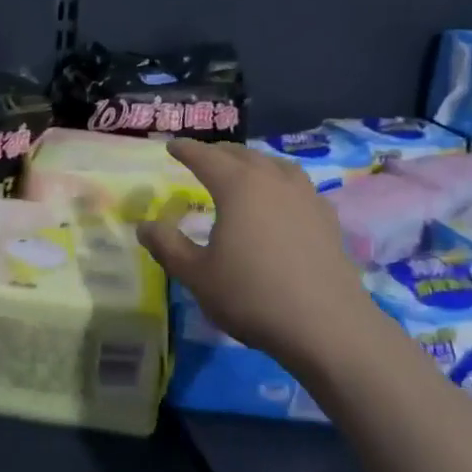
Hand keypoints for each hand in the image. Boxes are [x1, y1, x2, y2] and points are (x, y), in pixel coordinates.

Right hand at [137, 140, 371, 370]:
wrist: (327, 325)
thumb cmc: (252, 296)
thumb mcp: (197, 275)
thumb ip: (167, 246)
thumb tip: (144, 225)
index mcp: (237, 185)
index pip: (205, 157)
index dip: (185, 150)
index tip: (172, 146)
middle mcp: (272, 179)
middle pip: (241, 154)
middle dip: (218, 153)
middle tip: (202, 158)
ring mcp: (305, 195)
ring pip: (274, 164)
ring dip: (252, 161)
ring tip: (243, 170)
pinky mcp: (327, 217)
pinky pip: (297, 184)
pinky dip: (280, 181)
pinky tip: (281, 199)